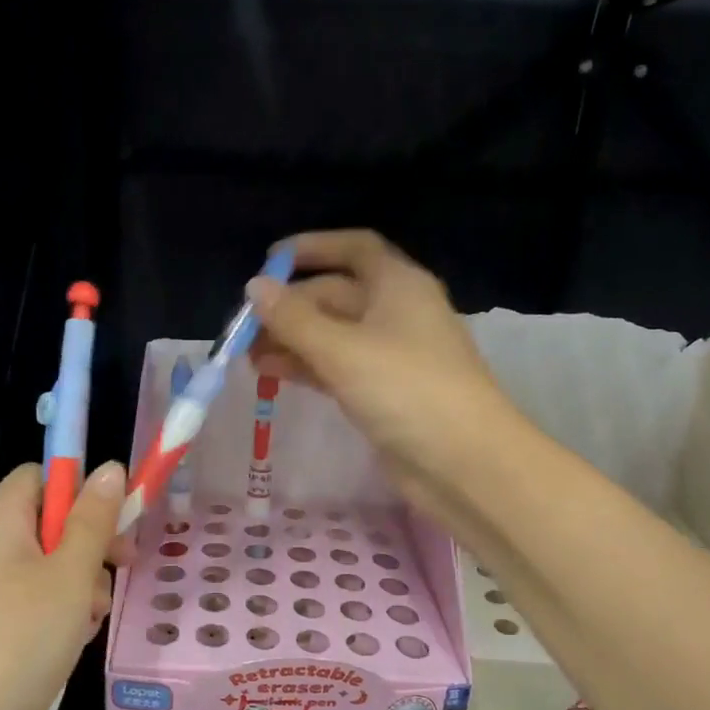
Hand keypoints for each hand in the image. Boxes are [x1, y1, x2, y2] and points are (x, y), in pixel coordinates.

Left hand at [0, 461, 125, 709]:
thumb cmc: (20, 638)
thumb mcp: (71, 573)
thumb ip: (94, 518)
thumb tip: (110, 467)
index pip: (41, 475)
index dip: (80, 488)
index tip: (116, 518)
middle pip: (51, 523)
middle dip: (91, 545)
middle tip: (121, 569)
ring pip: (52, 569)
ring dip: (82, 588)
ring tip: (89, 621)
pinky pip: (38, 606)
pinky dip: (63, 618)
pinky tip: (73, 644)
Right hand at [248, 230, 522, 527]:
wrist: (463, 461)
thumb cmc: (406, 389)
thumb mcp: (342, 349)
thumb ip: (293, 318)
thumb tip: (255, 287)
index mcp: (398, 285)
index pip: (354, 248)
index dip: (312, 248)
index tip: (269, 260)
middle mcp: (397, 312)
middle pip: (337, 294)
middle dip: (291, 306)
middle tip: (245, 327)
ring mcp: (392, 354)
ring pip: (334, 335)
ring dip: (293, 340)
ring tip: (248, 356)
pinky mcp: (385, 391)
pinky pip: (339, 367)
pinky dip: (308, 367)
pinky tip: (273, 375)